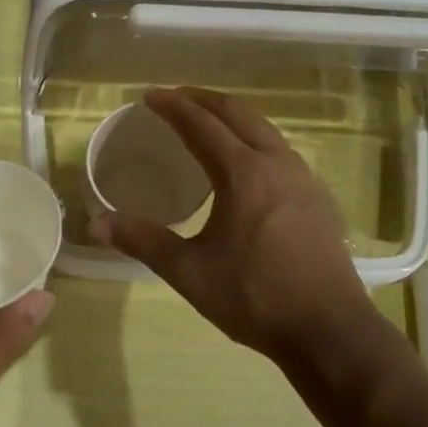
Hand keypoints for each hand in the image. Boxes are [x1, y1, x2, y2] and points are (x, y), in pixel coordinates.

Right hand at [95, 88, 380, 367]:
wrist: (329, 329)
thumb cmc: (255, 298)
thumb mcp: (189, 272)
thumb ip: (144, 241)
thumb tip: (98, 224)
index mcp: (243, 173)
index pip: (201, 124)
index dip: (173, 106)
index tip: (150, 97)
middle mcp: (276, 163)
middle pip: (237, 113)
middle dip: (202, 99)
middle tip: (174, 98)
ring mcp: (302, 177)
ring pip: (263, 128)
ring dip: (231, 116)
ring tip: (206, 121)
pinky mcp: (316, 196)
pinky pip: (278, 148)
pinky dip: (252, 136)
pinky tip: (244, 161)